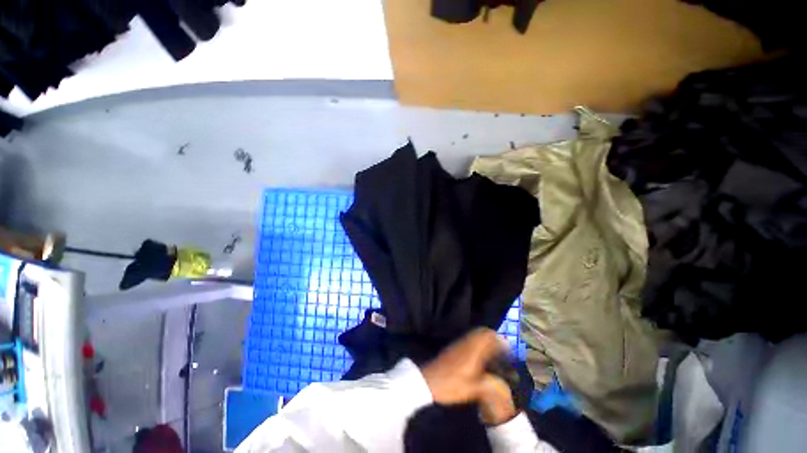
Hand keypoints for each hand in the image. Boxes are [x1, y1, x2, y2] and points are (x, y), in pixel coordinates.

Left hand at [421, 328, 517, 424]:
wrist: (428, 381)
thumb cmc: (451, 385)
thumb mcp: (473, 390)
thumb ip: (491, 386)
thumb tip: (505, 386)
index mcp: (473, 351)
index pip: (488, 337)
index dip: (500, 340)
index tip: (508, 348)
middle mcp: (466, 343)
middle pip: (481, 332)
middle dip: (493, 337)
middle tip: (502, 348)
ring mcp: (458, 344)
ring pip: (474, 334)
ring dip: (485, 339)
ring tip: (494, 351)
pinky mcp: (453, 347)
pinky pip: (469, 339)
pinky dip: (477, 342)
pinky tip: (480, 356)